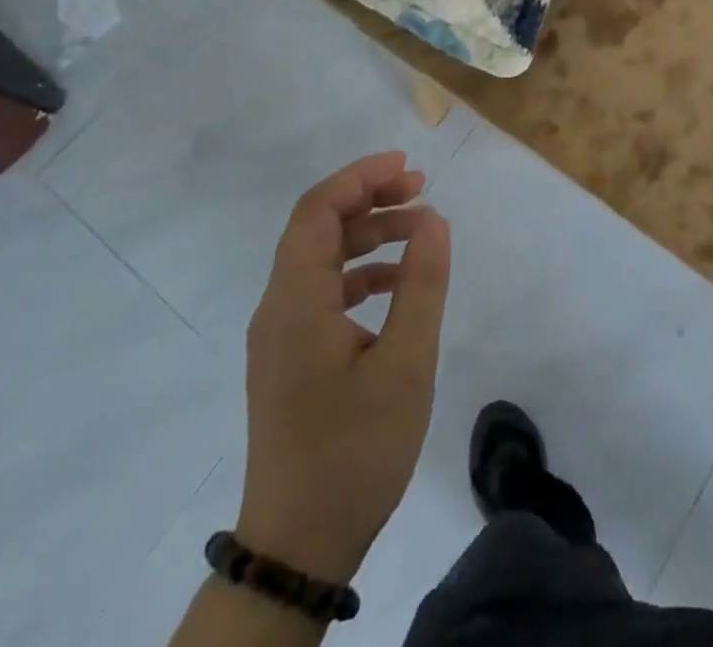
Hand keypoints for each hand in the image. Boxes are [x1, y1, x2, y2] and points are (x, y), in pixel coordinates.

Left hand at [236, 151, 451, 582]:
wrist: (298, 547)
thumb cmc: (353, 449)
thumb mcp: (405, 363)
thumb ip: (421, 285)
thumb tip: (434, 221)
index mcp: (295, 302)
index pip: (317, 210)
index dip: (361, 177)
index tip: (408, 165)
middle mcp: (278, 309)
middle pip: (318, 228)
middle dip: (370, 199)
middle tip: (421, 189)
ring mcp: (281, 337)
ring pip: (321, 259)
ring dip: (368, 235)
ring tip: (420, 229)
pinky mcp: (290, 360)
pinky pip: (322, 292)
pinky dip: (361, 273)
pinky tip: (397, 285)